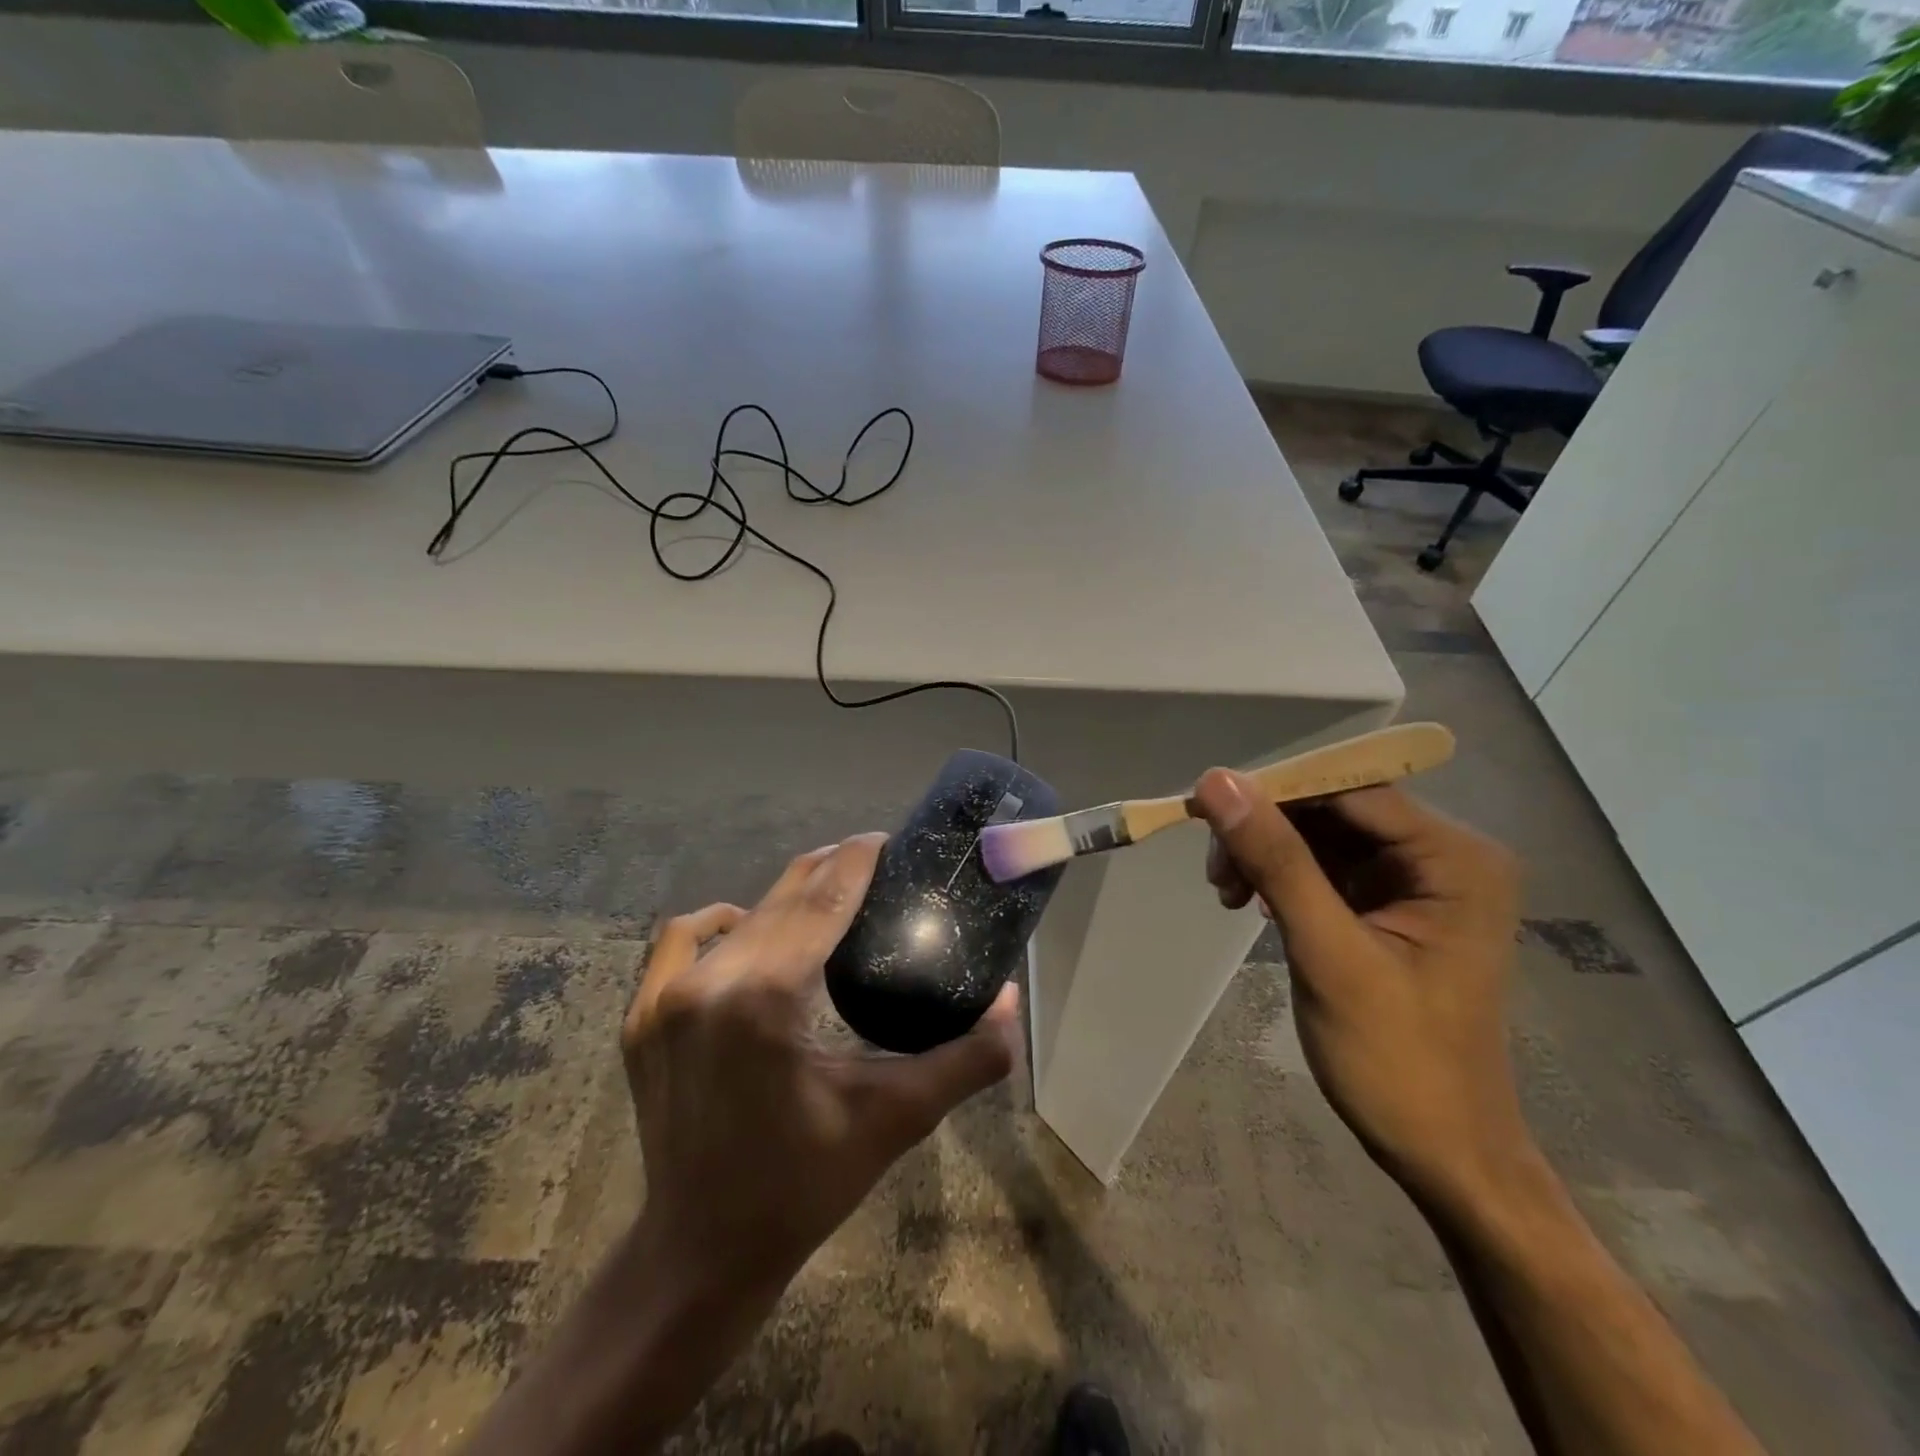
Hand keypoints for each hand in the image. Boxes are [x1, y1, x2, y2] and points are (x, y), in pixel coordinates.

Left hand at [623, 833, 1019, 1297]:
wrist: (700, 1251)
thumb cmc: (803, 1185)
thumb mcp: (895, 1120)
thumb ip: (964, 1059)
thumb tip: (1011, 1001)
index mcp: (765, 1000)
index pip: (820, 901)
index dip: (855, 860)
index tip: (884, 839)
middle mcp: (707, 983)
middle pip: (781, 899)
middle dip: (828, 871)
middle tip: (870, 864)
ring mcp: (664, 998)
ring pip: (738, 916)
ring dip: (784, 899)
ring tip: (822, 902)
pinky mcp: (641, 1016)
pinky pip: (682, 938)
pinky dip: (721, 924)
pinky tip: (745, 933)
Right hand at [1193, 771, 1526, 1208]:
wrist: (1442, 1152)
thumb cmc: (1396, 1060)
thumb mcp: (1328, 953)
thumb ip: (1276, 860)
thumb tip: (1217, 782)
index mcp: (1454, 858)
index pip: (1350, 789)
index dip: (1274, 790)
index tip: (1204, 809)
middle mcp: (1443, 854)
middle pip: (1333, 807)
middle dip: (1267, 829)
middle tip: (1215, 871)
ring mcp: (1417, 880)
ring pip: (1321, 834)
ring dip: (1266, 854)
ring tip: (1227, 893)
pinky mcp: (1389, 904)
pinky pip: (1324, 865)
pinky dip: (1281, 877)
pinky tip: (1253, 904)